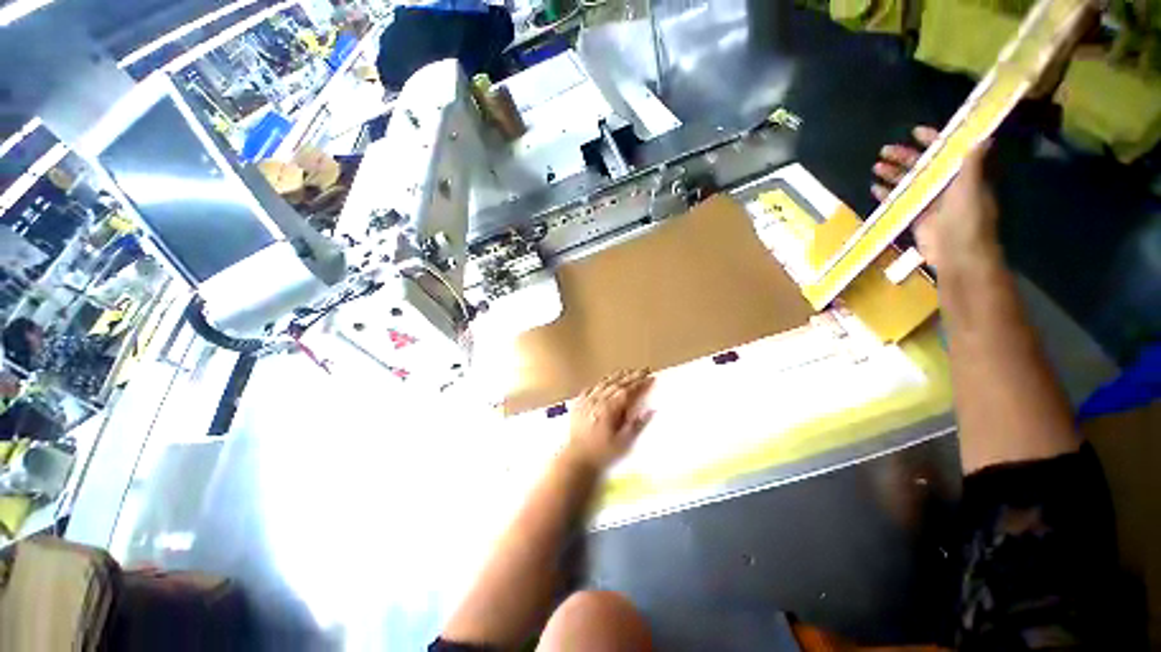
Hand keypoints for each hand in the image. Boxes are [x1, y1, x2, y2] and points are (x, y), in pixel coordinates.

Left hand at [564, 369, 654, 471]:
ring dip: (615, 376)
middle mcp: (597, 400)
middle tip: (641, 370)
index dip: (639, 382)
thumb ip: (637, 424)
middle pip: (616, 384)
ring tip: (625, 371)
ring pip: (602, 384)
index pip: (627, 390)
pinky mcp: (578, 404)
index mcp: (609, 408)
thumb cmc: (602, 452)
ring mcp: (586, 401)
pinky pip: (589, 389)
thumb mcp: (623, 442)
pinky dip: (598, 384)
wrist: (576, 458)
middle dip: (630, 376)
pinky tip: (601, 382)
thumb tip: (651, 410)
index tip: (649, 376)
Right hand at [872, 126, 1000, 271]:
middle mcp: (947, 185)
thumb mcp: (971, 187)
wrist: (958, 253)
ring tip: (876, 167)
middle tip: (885, 150)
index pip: (947, 151)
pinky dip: (887, 195)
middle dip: (905, 156)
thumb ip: (973, 163)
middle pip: (923, 165)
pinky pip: (900, 201)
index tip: (915, 132)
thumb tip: (983, 136)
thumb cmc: (968, 218)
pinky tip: (875, 189)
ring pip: (909, 182)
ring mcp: (930, 201)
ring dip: (893, 174)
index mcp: (963, 175)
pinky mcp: (916, 217)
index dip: (933, 140)